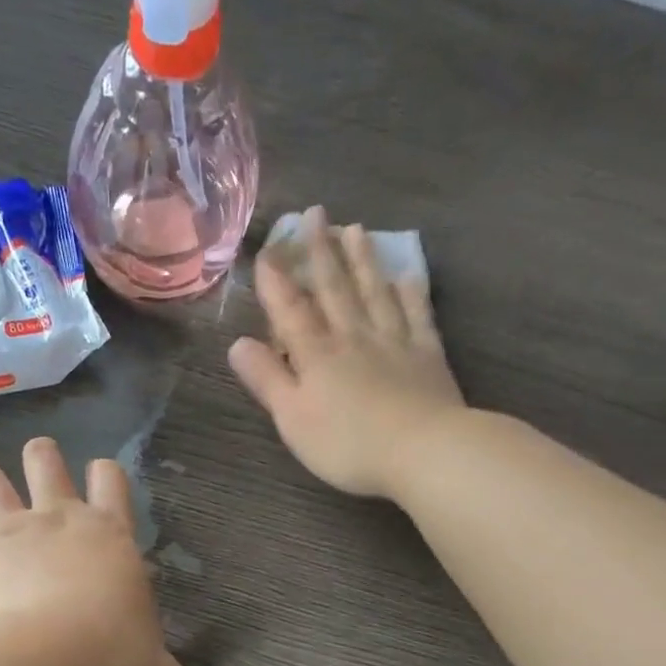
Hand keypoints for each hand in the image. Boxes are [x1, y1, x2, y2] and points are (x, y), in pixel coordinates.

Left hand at [0, 437, 190, 665]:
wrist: (58, 650)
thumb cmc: (114, 641)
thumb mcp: (146, 654)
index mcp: (107, 530)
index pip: (109, 477)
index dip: (103, 472)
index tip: (99, 477)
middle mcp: (59, 518)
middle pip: (45, 461)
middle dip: (41, 456)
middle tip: (40, 462)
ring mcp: (13, 534)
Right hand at [229, 206, 464, 498]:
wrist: (422, 451)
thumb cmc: (347, 443)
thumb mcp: (293, 418)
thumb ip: (268, 380)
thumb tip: (238, 344)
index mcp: (317, 355)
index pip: (291, 310)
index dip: (276, 281)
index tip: (267, 250)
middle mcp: (353, 337)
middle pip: (335, 289)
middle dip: (320, 252)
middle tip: (316, 214)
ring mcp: (394, 342)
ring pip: (374, 292)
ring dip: (363, 261)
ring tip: (355, 230)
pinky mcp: (427, 355)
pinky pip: (417, 315)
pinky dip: (411, 293)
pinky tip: (407, 276)